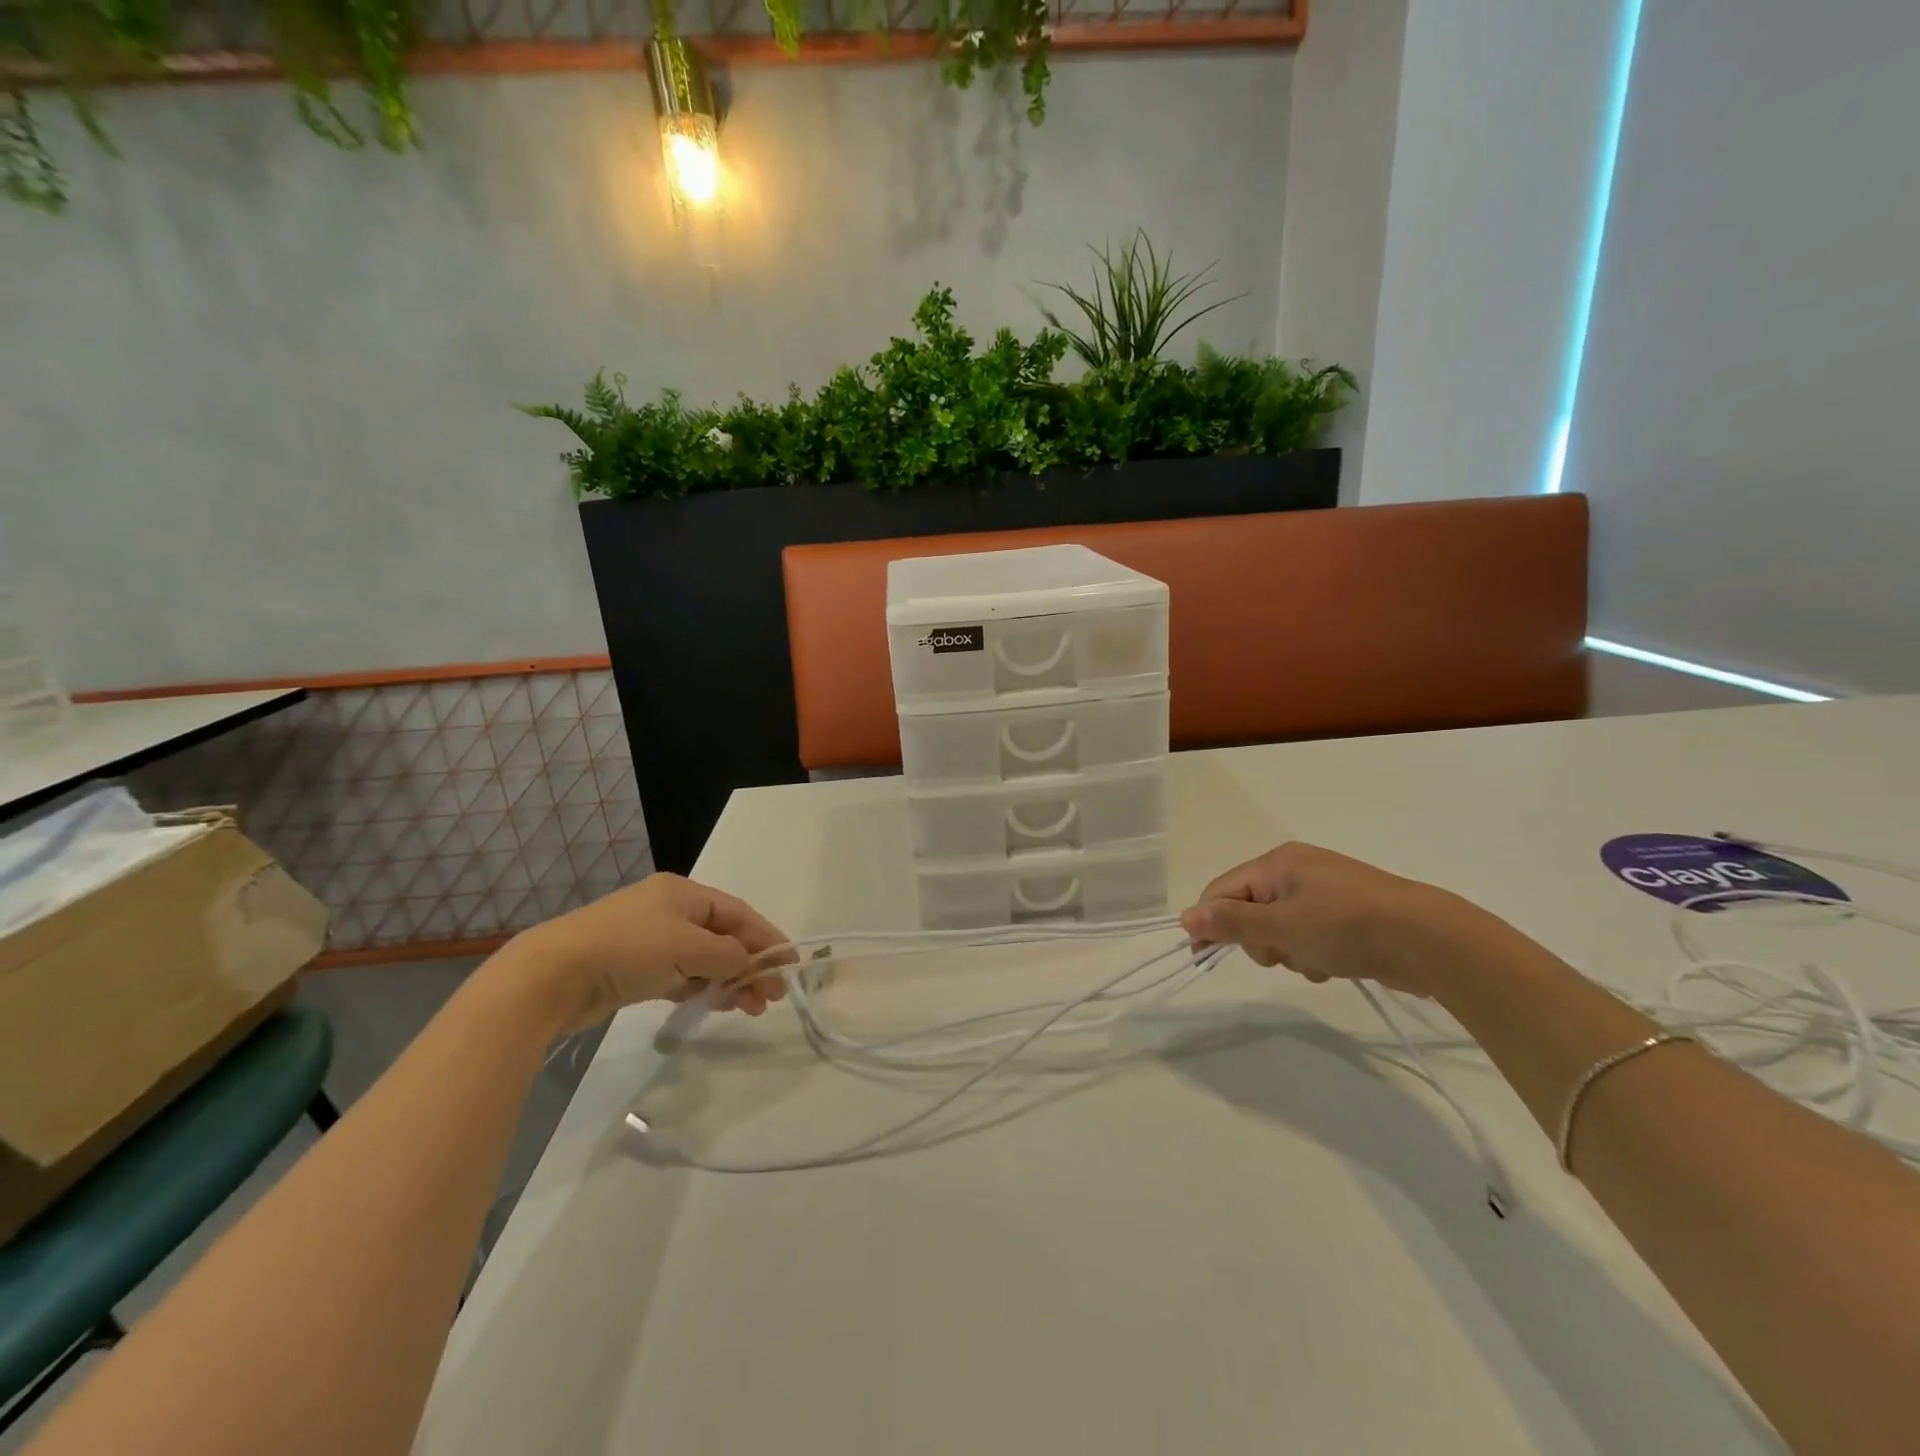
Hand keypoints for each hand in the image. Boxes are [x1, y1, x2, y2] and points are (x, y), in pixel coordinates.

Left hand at [510, 873, 790, 1033]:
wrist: (553, 975)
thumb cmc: (629, 948)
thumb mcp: (688, 947)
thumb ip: (728, 956)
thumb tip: (752, 964)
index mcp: (685, 893)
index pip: (739, 914)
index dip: (767, 938)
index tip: (791, 965)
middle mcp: (670, 911)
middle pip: (724, 937)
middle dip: (750, 965)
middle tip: (771, 997)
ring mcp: (651, 940)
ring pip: (704, 960)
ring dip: (729, 981)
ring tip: (748, 1009)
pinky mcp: (635, 969)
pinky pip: (681, 976)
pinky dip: (701, 989)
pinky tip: (715, 1005)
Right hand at [1181, 842, 1512, 997]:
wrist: (1431, 940)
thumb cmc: (1348, 926)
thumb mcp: (1283, 926)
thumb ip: (1232, 922)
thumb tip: (1185, 917)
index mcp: (1277, 863)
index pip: (1222, 890)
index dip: (1211, 922)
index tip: (1205, 957)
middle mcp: (1296, 871)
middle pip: (1249, 910)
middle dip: (1260, 940)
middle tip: (1281, 954)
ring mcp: (1323, 893)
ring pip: (1279, 928)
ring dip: (1289, 951)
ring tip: (1316, 961)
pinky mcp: (1346, 915)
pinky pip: (1308, 935)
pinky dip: (1313, 953)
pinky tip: (1335, 964)